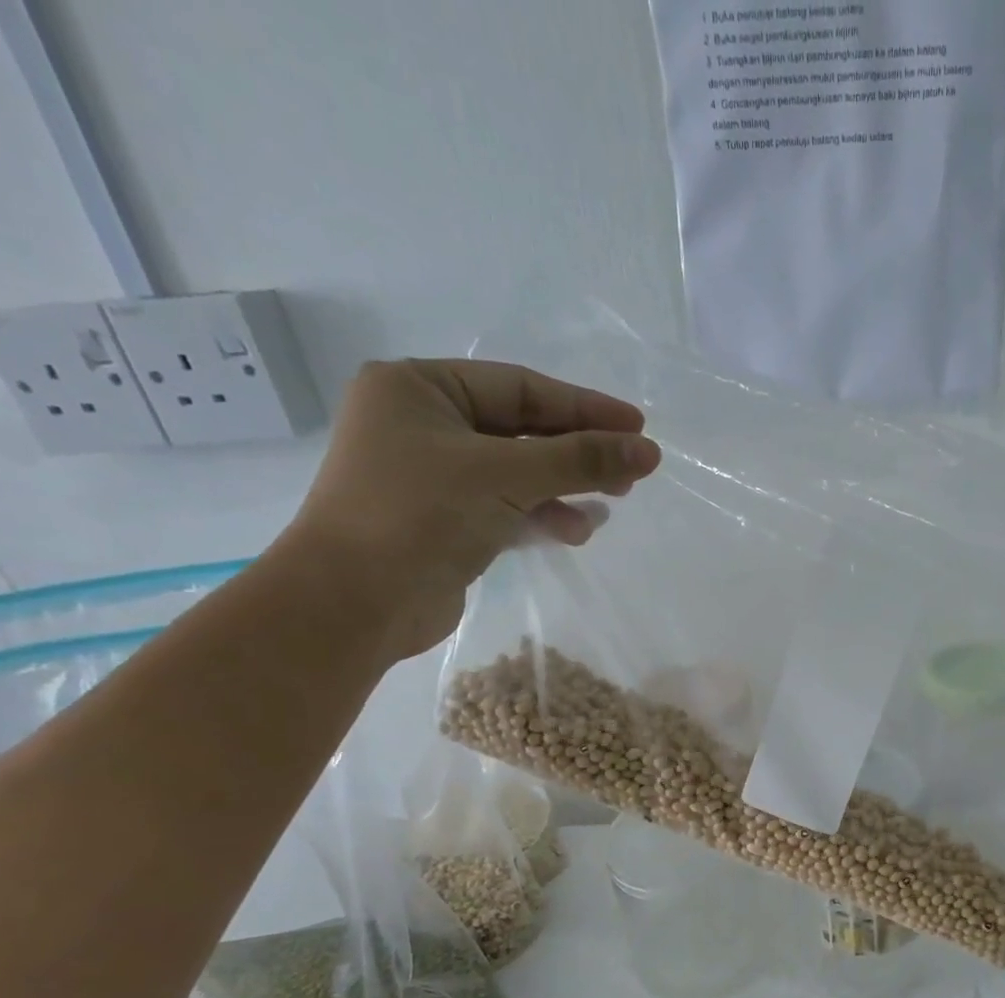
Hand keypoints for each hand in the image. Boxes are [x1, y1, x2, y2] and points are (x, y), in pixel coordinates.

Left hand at [277, 358, 660, 662]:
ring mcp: (433, 477)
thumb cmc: (420, 515)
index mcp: (419, 388)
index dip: (584, 407)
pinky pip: (508, 506)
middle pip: (523, 429)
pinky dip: (543, 515)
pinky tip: (576, 531)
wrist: (355, 603)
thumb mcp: (506, 476)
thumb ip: (580, 460)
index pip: (520, 387)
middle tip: (632, 471)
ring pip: (519, 472)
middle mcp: (423, 424)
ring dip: (566, 487)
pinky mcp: (447, 522)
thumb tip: (649, 451)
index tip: (638, 428)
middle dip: (579, 451)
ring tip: (611, 504)